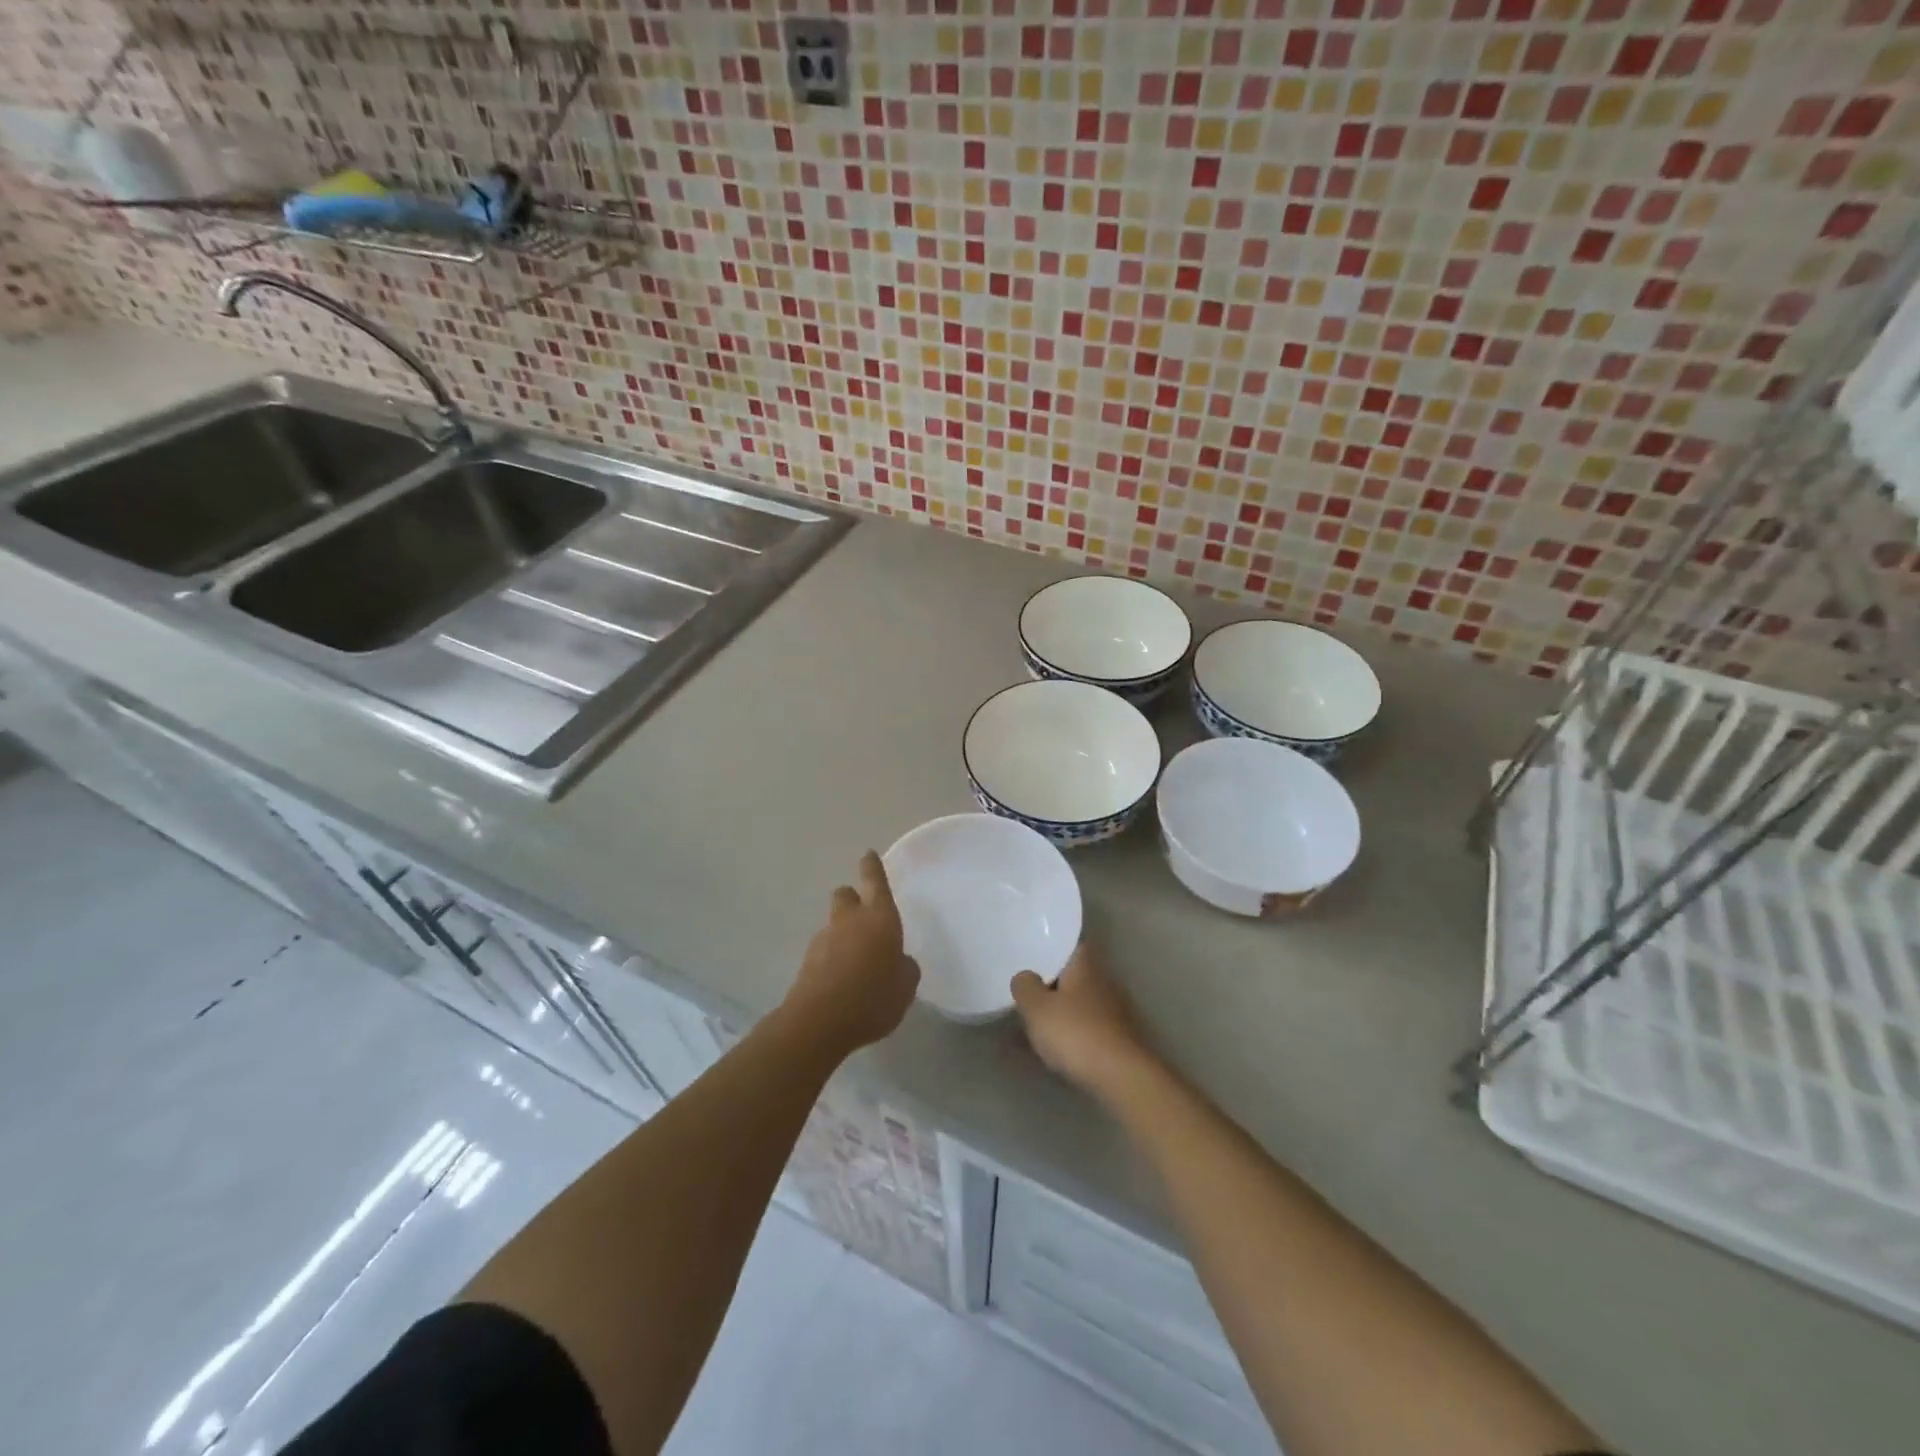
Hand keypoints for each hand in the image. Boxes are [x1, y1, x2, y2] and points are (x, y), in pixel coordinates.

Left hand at [783, 851, 919, 1053]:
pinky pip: (824, 950)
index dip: (872, 867)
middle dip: (853, 898)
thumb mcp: (905, 986)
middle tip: (864, 917)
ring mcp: (824, 939)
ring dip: (843, 933)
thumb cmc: (873, 997)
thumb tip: (899, 961)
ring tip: (857, 961)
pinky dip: (833, 957)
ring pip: (834, 923)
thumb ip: (905, 968)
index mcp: (879, 917)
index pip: (875, 881)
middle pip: (845, 894)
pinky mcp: (807, 961)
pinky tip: (843, 980)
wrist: (820, 1021)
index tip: (868, 854)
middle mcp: (850, 920)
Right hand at [1011, 942, 1156, 1097]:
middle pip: (1074, 976)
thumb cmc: (1075, 1033)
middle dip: (1052, 985)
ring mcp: (1115, 1011)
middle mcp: (1104, 982)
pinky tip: (1055, 1050)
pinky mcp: (1118, 1039)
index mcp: (1085, 965)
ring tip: (1036, 1026)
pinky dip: (1072, 1035)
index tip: (1031, 958)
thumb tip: (1025, 976)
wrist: (1121, 1078)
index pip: (1070, 946)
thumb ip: (1025, 986)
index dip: (1051, 950)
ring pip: (1080, 1004)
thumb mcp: (1037, 1008)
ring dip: (1062, 1013)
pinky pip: (1087, 1029)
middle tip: (1027, 994)